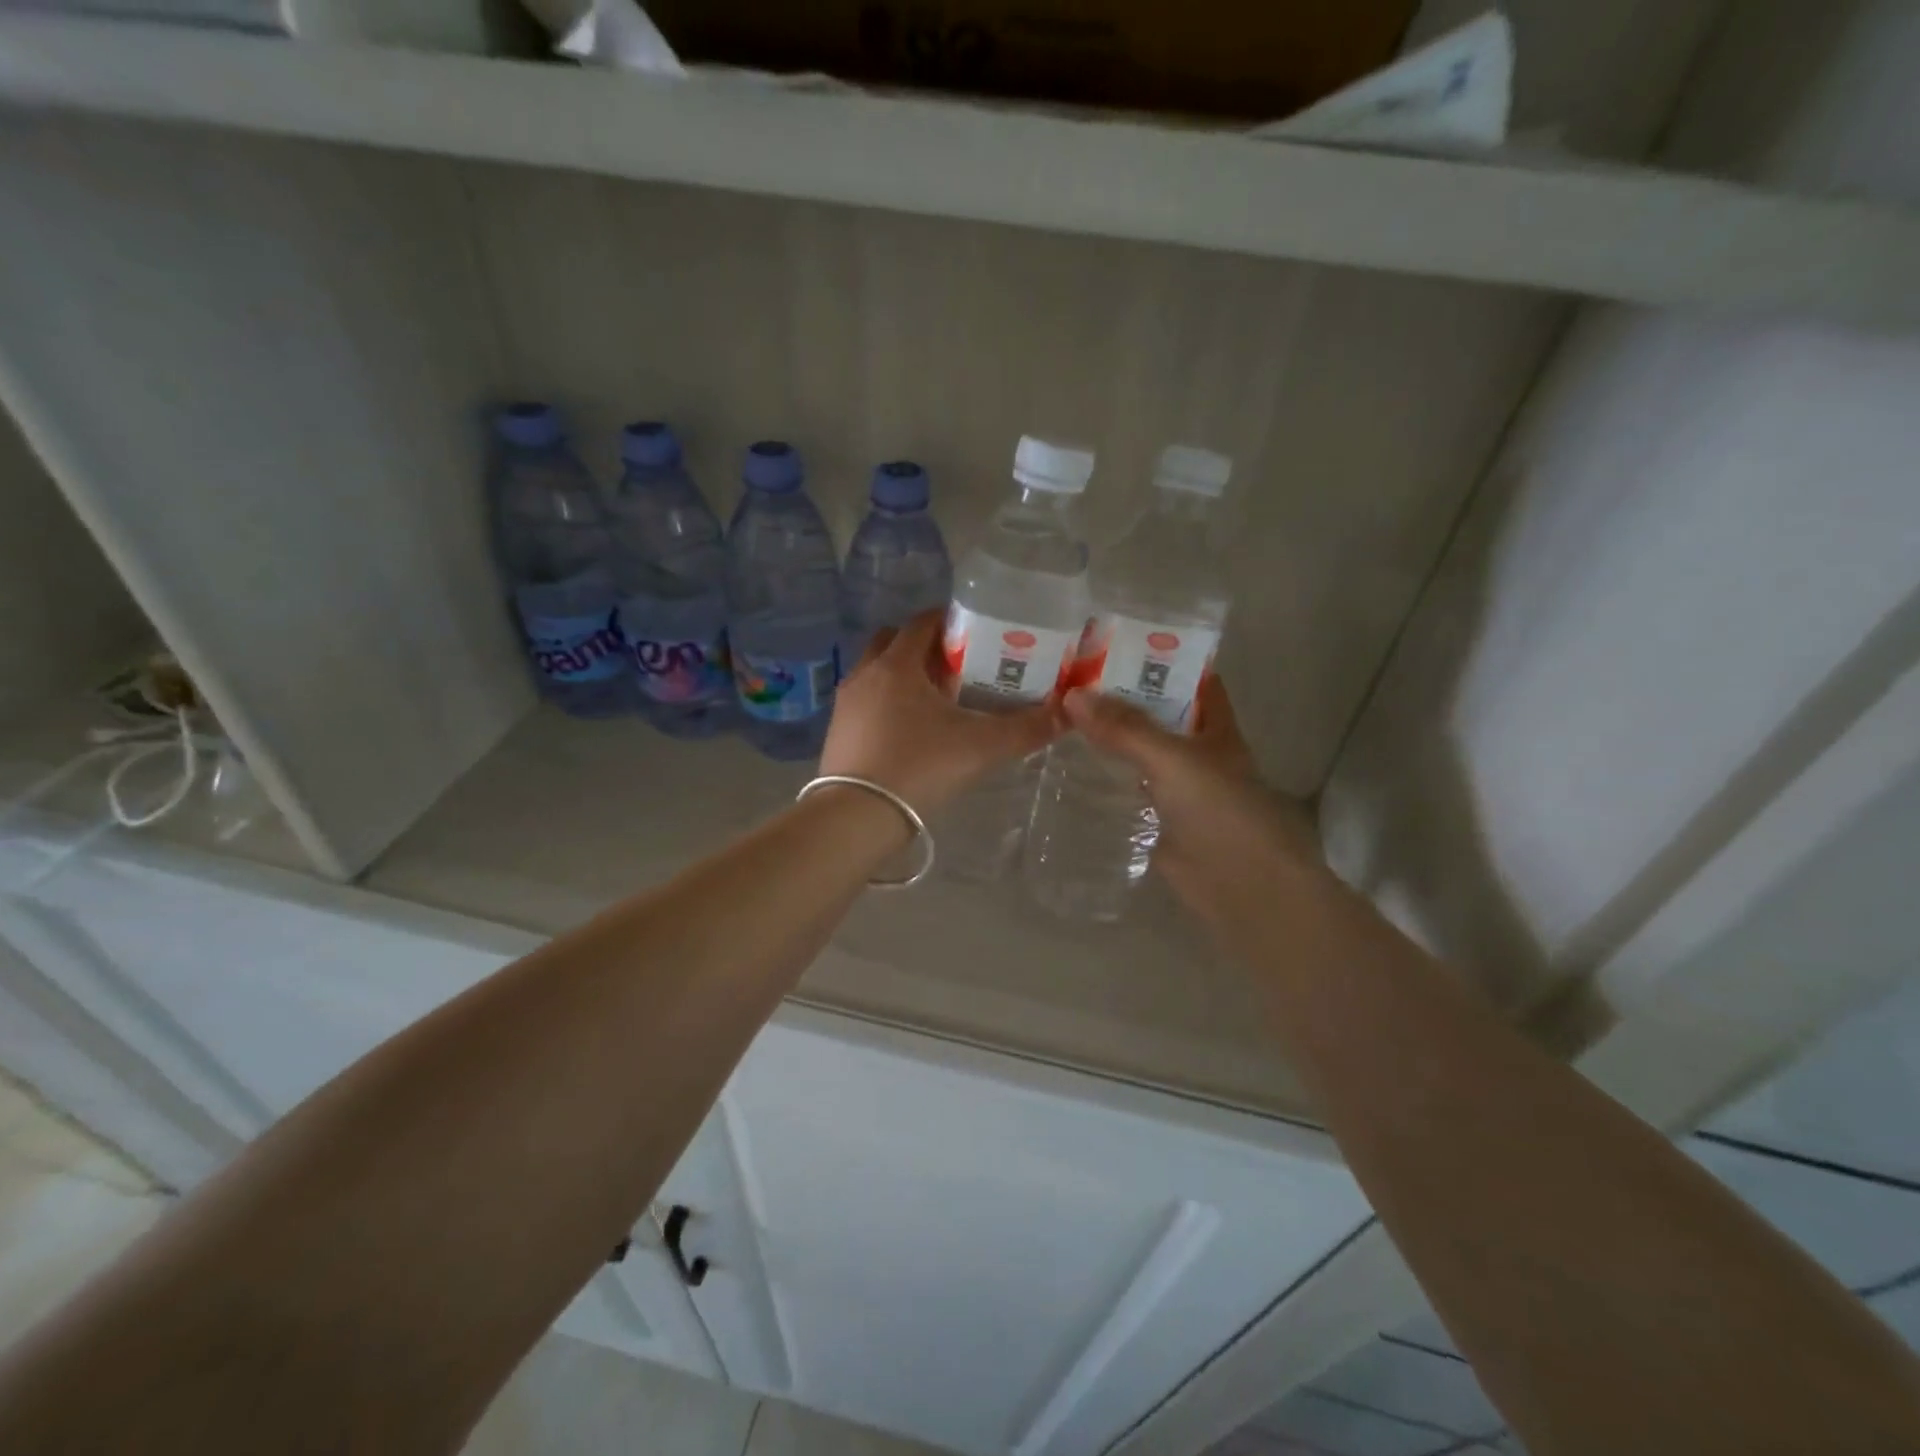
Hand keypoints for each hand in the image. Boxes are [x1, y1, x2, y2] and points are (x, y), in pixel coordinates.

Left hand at [823, 611, 1060, 814]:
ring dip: (903, 674)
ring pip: (876, 672)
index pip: (922, 623)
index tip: (975, 631)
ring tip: (936, 699)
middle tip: (956, 665)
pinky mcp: (838, 732)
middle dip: (923, 646)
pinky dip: (887, 702)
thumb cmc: (920, 767)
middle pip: (893, 642)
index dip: (949, 621)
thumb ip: (1026, 729)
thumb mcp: (981, 747)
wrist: (858, 816)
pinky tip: (910, 730)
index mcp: (897, 665)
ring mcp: (846, 704)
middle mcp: (866, 674)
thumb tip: (1067, 713)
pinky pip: (866, 701)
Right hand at [1063, 677, 1323, 924]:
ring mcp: (1178, 788)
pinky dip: (1104, 778)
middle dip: (1121, 697)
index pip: (1190, 680)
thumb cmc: (1222, 812)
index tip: (1113, 644)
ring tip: (1059, 714)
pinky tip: (1069, 768)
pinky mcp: (1158, 820)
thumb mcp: (1174, 760)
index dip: (1159, 660)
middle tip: (1069, 677)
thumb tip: (1071, 695)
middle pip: (1158, 715)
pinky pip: (1128, 790)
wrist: (1244, 888)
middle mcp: (1197, 752)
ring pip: (1140, 753)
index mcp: (1214, 727)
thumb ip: (1125, 729)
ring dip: (1109, 737)